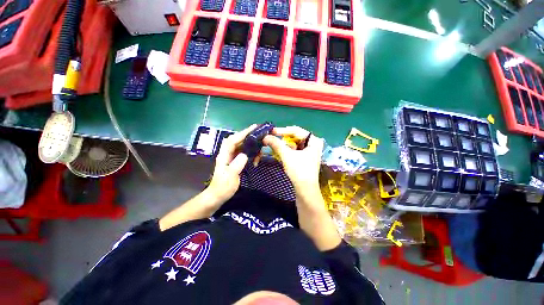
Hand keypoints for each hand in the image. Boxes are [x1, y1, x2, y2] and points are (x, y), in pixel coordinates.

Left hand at [208, 124, 255, 202]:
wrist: (217, 196)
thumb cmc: (223, 187)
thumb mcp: (230, 177)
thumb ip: (236, 165)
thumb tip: (244, 155)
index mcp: (224, 156)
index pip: (232, 140)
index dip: (242, 133)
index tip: (253, 128)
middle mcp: (227, 154)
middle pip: (237, 141)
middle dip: (247, 136)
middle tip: (259, 135)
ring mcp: (231, 158)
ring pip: (241, 147)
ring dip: (250, 146)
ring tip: (259, 148)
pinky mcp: (235, 162)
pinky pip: (243, 153)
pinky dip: (250, 153)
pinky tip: (255, 158)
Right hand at [263, 126, 323, 190]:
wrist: (305, 191)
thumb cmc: (299, 171)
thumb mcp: (287, 155)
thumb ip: (276, 144)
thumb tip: (265, 136)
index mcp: (314, 140)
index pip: (296, 130)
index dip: (282, 130)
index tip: (271, 131)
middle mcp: (313, 144)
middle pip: (295, 137)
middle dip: (282, 138)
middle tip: (271, 138)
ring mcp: (309, 152)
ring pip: (294, 144)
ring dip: (283, 144)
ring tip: (273, 144)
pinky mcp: (305, 158)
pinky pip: (294, 150)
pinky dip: (287, 150)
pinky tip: (280, 152)